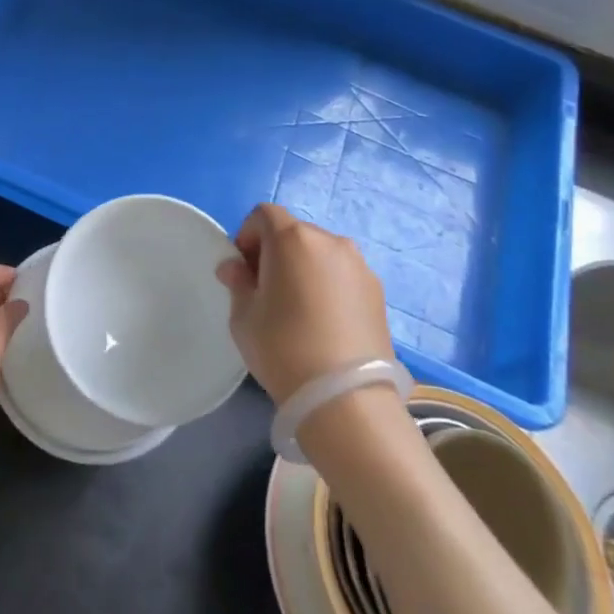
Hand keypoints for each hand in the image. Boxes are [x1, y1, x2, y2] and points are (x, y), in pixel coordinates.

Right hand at [217, 204, 394, 403]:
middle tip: (267, 291)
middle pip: (294, 232)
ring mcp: (359, 265)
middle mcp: (329, 241)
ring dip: (304, 268)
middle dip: (275, 253)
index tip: (243, 270)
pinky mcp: (378, 291)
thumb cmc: (283, 348)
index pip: (263, 214)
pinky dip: (328, 286)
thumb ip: (238, 283)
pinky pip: (342, 275)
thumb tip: (235, 268)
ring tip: (299, 310)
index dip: (247, 236)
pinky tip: (324, 323)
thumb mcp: (243, 316)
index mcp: (292, 238)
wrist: (346, 399)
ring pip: (320, 254)